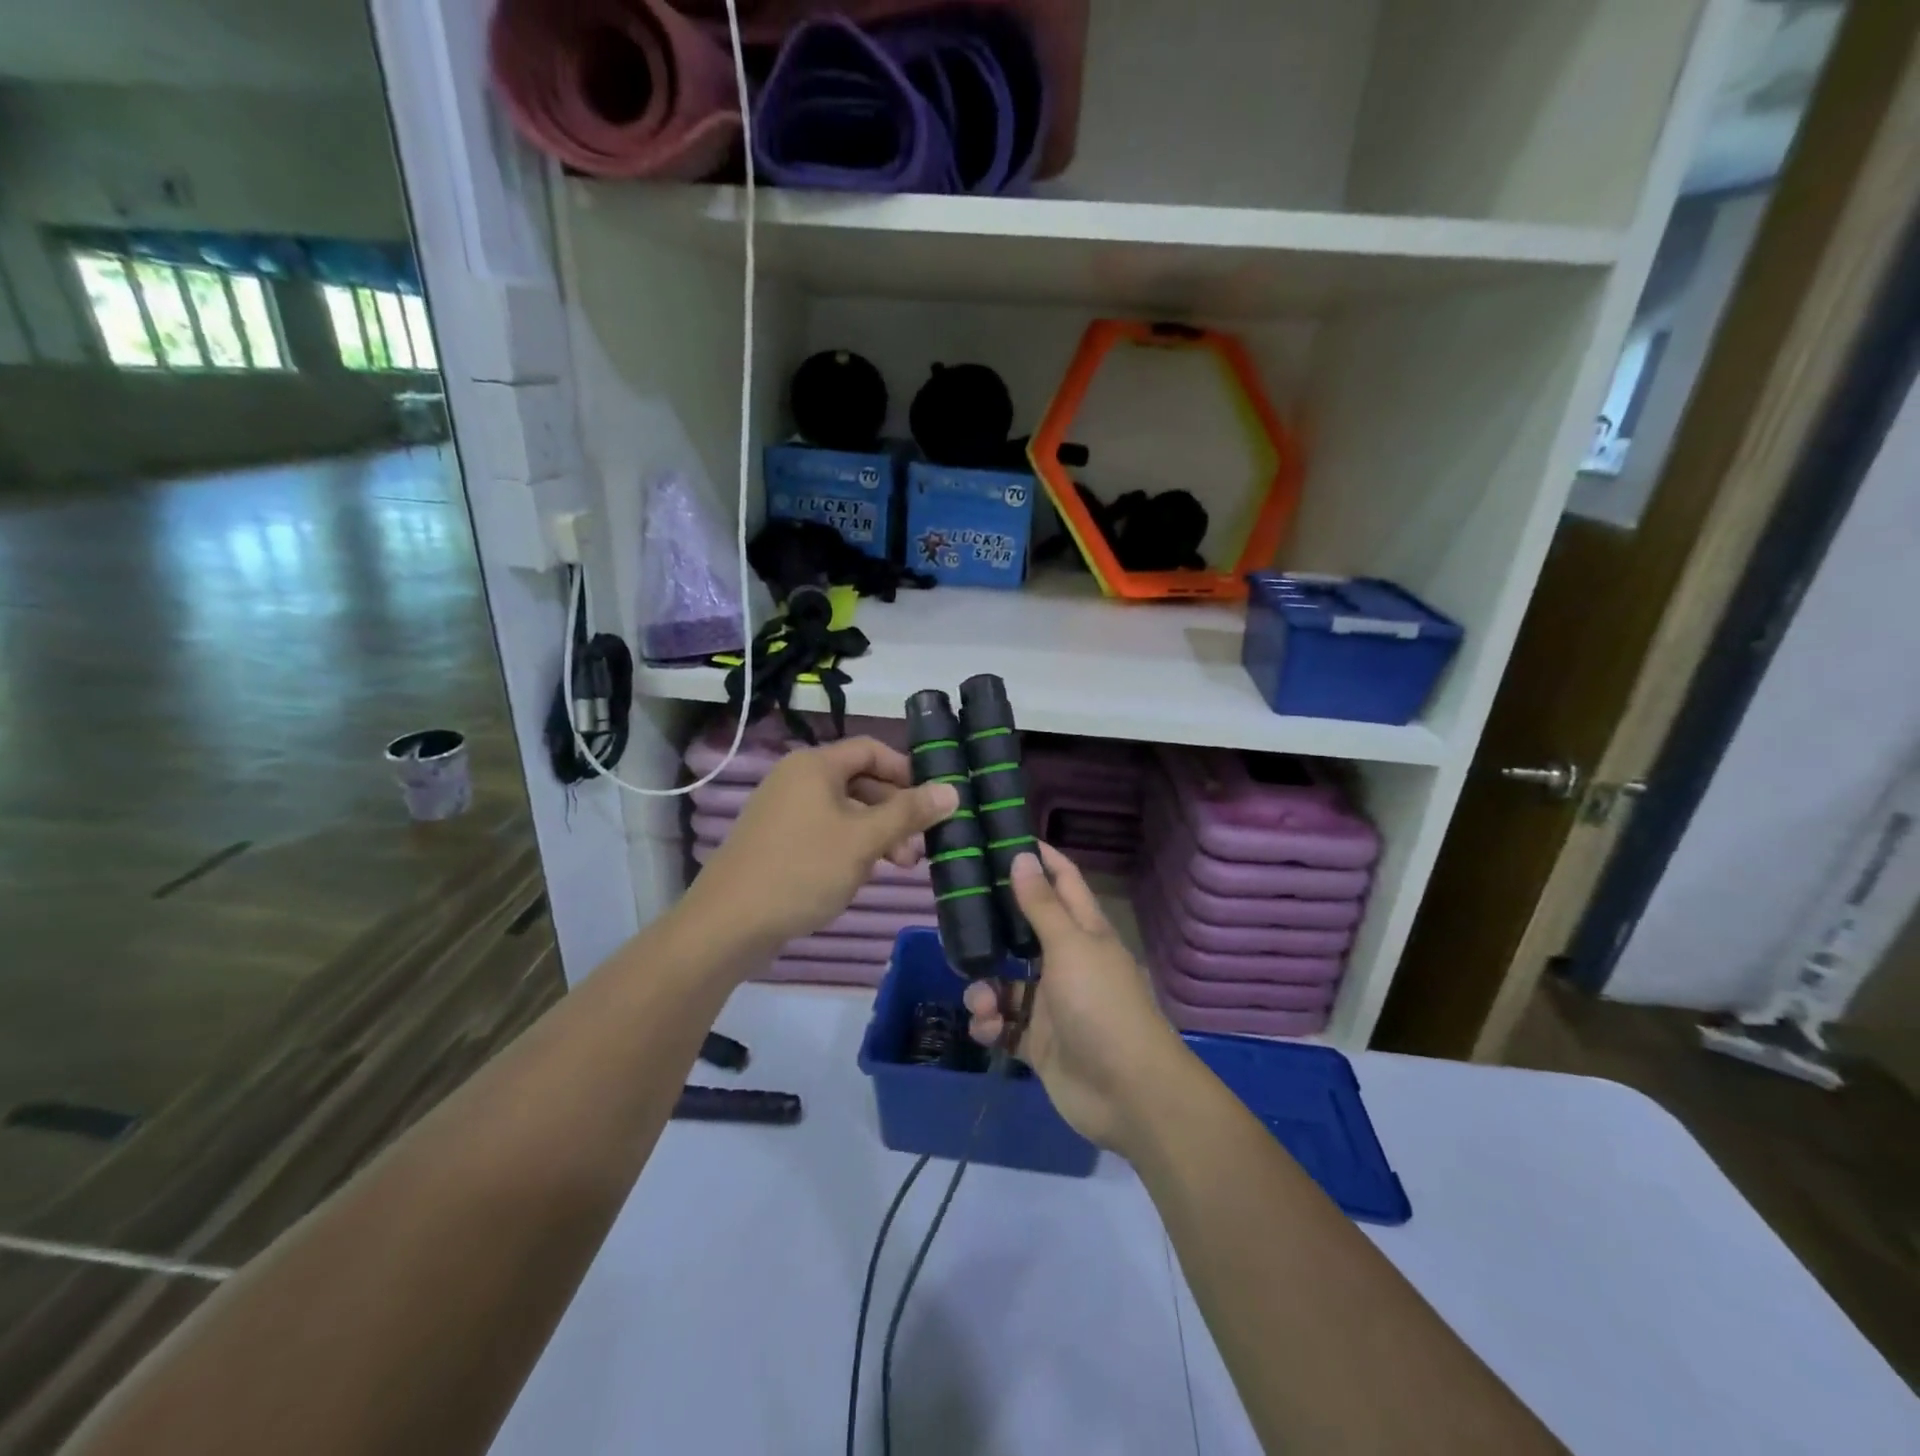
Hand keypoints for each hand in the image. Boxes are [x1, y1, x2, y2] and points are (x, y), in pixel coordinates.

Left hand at [687, 736, 958, 954]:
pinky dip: (851, 846)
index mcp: (814, 766)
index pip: (871, 750)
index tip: (932, 801)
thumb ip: (908, 813)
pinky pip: (825, 831)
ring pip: (844, 811)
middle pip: (860, 782)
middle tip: (920, 847)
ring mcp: (783, 811)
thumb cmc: (802, 870)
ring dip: (877, 833)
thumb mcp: (864, 840)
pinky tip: (864, 873)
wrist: (728, 923)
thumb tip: (951, 789)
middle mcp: (797, 779)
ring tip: (900, 867)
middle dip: (895, 811)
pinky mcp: (776, 841)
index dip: (906, 771)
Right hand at [964, 845, 1186, 1152]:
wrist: (1127, 1093)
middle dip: (994, 926)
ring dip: (986, 989)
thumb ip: (1042, 906)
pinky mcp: (1040, 1043)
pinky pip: (1005, 1025)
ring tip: (981, 1001)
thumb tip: (1023, 857)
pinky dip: (991, 1025)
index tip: (1006, 837)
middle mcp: (1068, 962)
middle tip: (956, 913)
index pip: (1063, 882)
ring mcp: (1054, 1004)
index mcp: (1085, 932)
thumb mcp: (1070, 947)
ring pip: (1008, 983)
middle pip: (1025, 932)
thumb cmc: (1101, 1005)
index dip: (1041, 859)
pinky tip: (987, 1029)